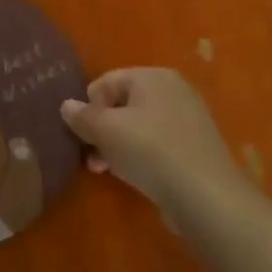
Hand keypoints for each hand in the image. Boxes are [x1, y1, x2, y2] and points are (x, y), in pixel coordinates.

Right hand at [61, 68, 258, 234]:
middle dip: (100, 128)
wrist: (204, 195)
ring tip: (104, 168)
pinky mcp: (193, 148)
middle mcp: (173, 91)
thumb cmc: (149, 150)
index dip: (88, 106)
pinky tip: (130, 174)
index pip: (106, 81)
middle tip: (90, 154)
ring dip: (114, 145)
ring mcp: (187, 120)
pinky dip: (138, 155)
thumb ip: (81, 115)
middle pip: (121, 104)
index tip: (83, 133)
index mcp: (153, 77)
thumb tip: (67, 106)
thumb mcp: (104, 129)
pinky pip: (155, 144)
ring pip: (137, 126)